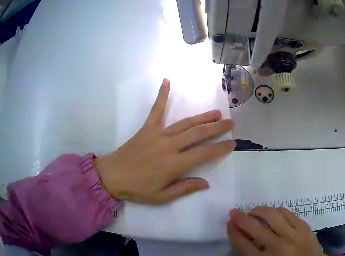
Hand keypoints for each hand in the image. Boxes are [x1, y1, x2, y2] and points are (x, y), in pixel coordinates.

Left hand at [95, 78, 234, 203]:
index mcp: (174, 165)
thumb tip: (205, 183)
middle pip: (198, 134)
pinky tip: (167, 81)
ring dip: (202, 117)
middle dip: (217, 128)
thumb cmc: (138, 189)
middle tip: (230, 122)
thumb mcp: (162, 197)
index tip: (232, 143)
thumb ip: (184, 188)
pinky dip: (162, 95)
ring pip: (184, 123)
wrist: (112, 176)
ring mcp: (158, 134)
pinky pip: (156, 110)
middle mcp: (169, 146)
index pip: (204, 154)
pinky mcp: (147, 128)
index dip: (220, 148)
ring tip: (216, 112)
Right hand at [227, 207, 325, 255]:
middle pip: (253, 227)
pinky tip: (273, 213)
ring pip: (271, 215)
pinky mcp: (304, 228)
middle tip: (234, 212)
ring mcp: (293, 236)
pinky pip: (287, 213)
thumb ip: (250, 252)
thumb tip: (241, 233)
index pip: (241, 242)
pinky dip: (276, 211)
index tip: (229, 223)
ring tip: (254, 211)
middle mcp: (277, 247)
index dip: (232, 230)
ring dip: (258, 210)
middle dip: (239, 217)